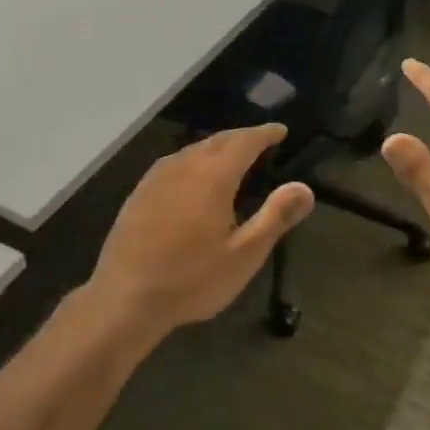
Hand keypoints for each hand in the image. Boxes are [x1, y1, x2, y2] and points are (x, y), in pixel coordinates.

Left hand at [87, 124, 312, 335]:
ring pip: (192, 150)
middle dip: (242, 137)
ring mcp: (156, 178)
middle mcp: (183, 167)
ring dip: (216, 148)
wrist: (125, 298)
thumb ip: (275, 217)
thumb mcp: (244, 255)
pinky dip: (193, 161)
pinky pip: (173, 164)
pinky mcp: (138, 194)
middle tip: (261, 141)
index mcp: (212, 177)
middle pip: (217, 141)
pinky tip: (193, 178)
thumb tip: (304, 188)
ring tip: (232, 157)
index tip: (281, 131)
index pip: (244, 141)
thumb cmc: (191, 279)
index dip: (265, 133)